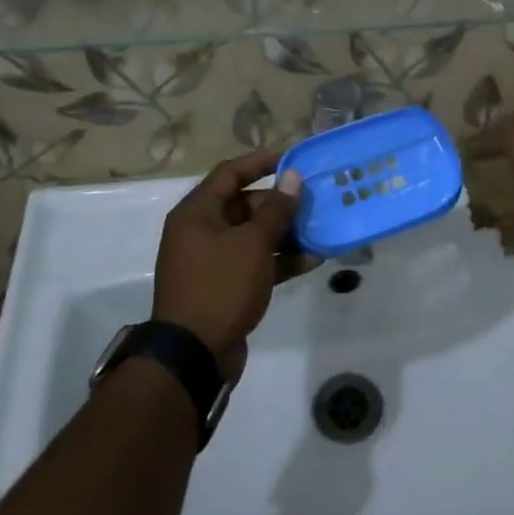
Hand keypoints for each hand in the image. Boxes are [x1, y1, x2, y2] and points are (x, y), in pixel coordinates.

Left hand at [153, 147, 313, 369]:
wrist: (193, 356)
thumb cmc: (220, 287)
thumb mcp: (253, 244)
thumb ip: (276, 209)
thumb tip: (293, 177)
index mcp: (197, 213)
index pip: (230, 173)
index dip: (261, 161)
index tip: (293, 157)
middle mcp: (201, 231)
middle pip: (244, 205)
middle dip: (280, 203)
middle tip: (313, 200)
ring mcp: (212, 261)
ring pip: (253, 236)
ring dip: (285, 233)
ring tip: (320, 229)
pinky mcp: (225, 287)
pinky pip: (255, 263)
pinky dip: (280, 260)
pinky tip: (312, 260)